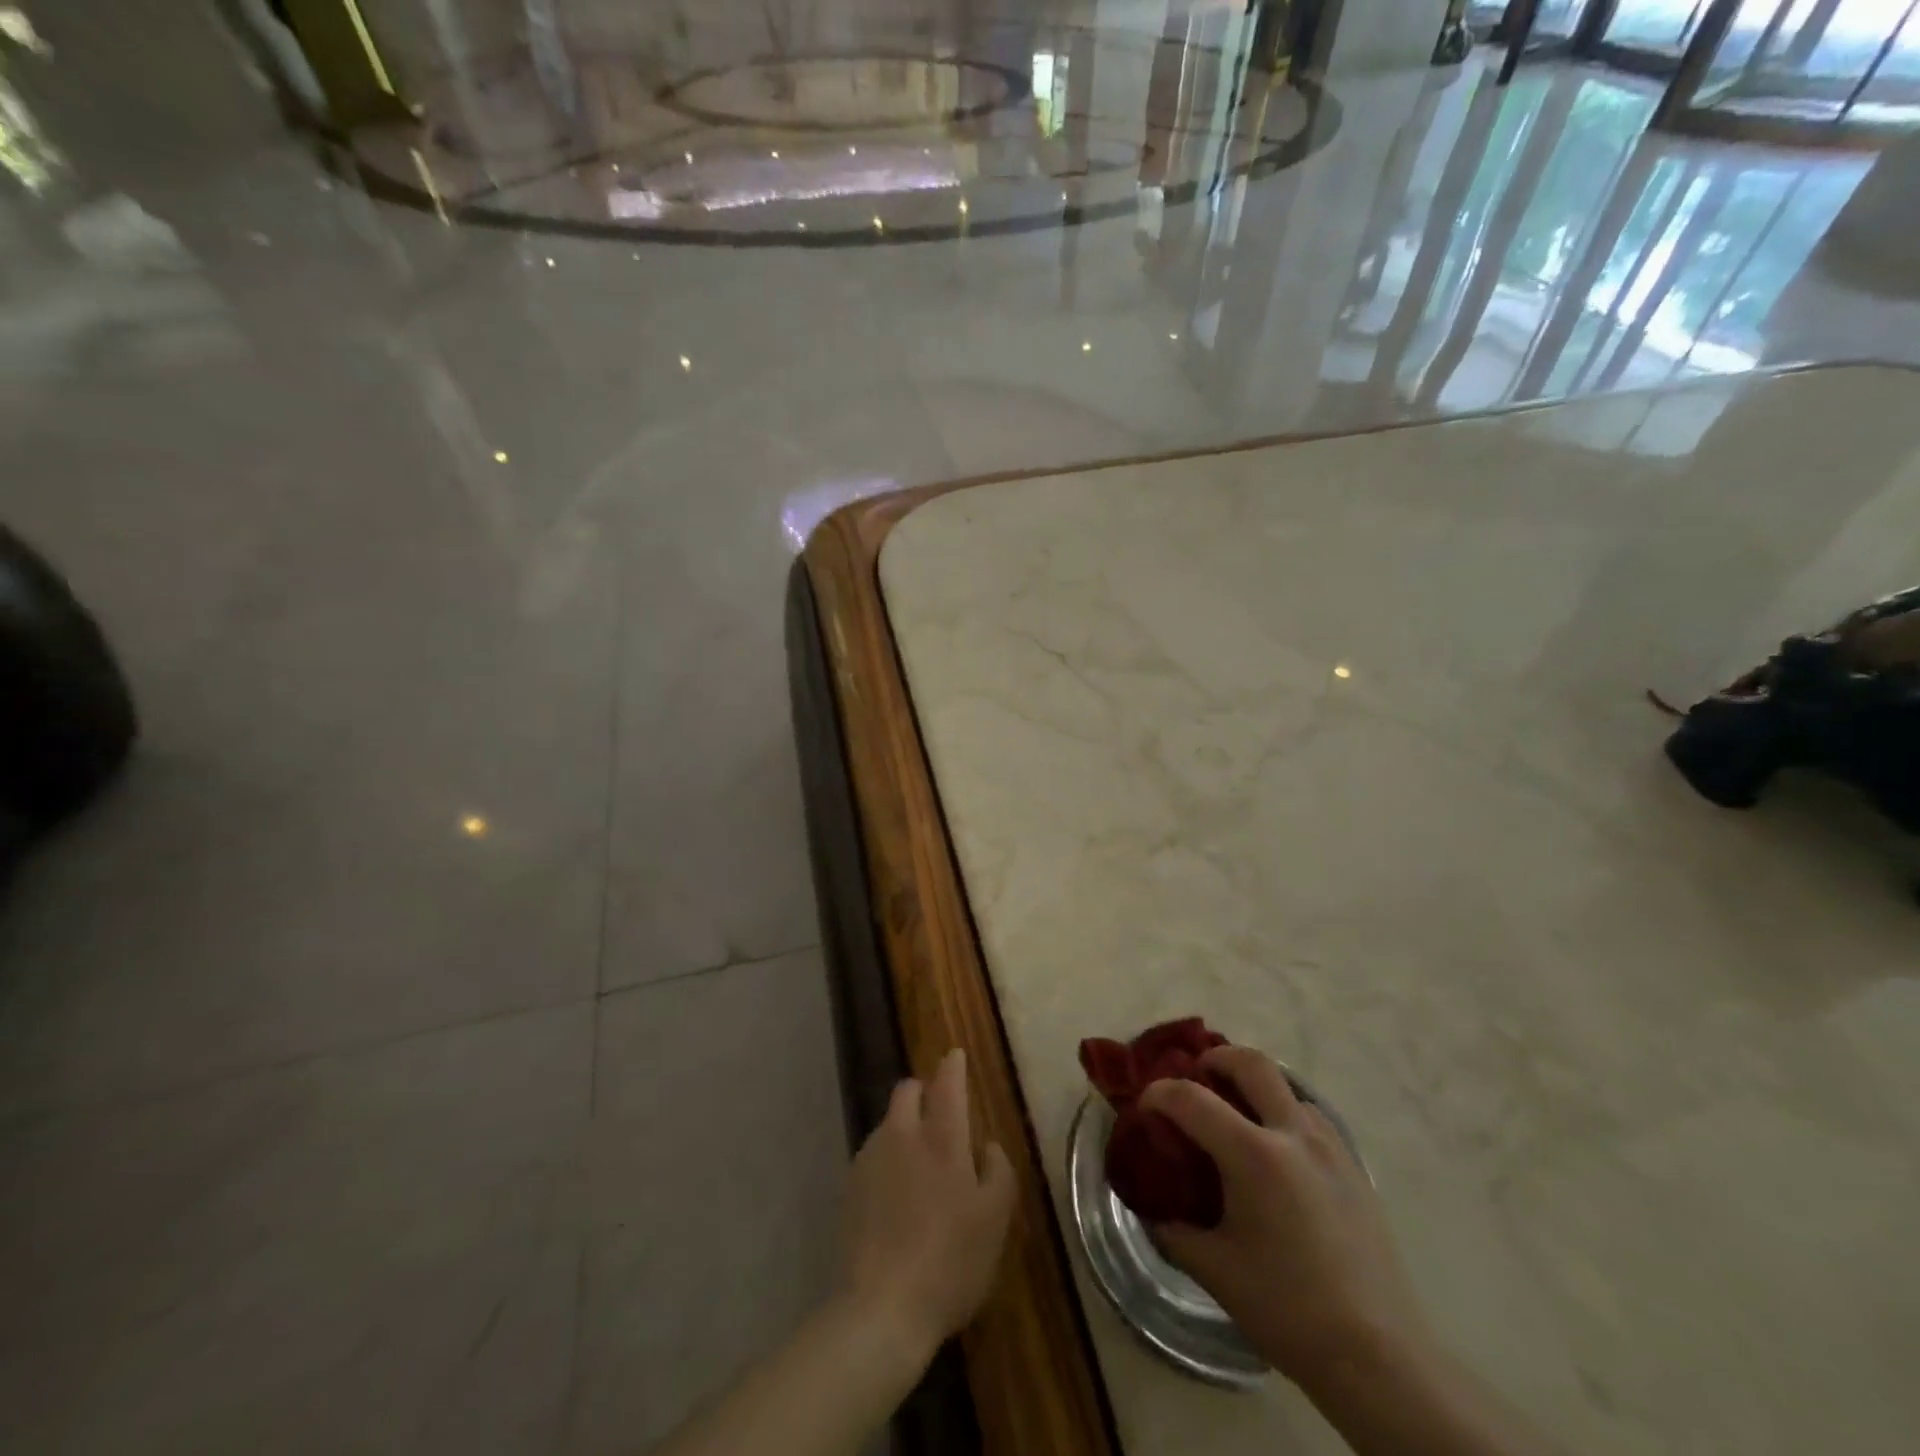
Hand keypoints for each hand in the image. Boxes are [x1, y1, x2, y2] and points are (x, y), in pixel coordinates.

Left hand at [837, 1049, 1015, 1364]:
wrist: (881, 1309)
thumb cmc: (951, 1262)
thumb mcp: (995, 1221)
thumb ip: (998, 1172)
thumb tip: (988, 1145)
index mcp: (942, 1139)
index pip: (947, 1085)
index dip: (952, 1066)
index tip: (955, 1054)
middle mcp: (902, 1136)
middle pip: (907, 1091)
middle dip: (922, 1090)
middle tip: (938, 1113)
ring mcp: (870, 1159)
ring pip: (888, 1123)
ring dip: (903, 1127)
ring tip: (918, 1163)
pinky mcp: (849, 1187)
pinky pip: (872, 1155)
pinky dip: (887, 1159)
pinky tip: (895, 1195)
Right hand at [1141, 1046, 1433, 1400]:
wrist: (1379, 1357)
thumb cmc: (1287, 1310)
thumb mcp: (1214, 1270)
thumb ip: (1173, 1229)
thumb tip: (1151, 1207)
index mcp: (1254, 1156)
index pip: (1191, 1098)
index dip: (1159, 1094)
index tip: (1144, 1106)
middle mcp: (1293, 1136)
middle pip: (1251, 1063)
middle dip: (1216, 1059)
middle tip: (1197, 1076)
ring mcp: (1331, 1148)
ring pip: (1287, 1087)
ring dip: (1255, 1086)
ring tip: (1236, 1117)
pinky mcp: (1354, 1168)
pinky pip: (1312, 1118)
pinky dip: (1284, 1114)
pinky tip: (1277, 1153)